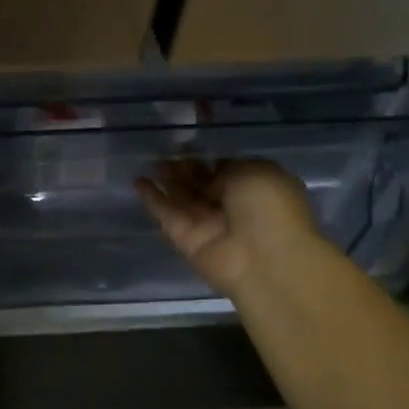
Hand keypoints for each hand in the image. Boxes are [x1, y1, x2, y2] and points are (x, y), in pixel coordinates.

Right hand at [136, 160, 321, 300]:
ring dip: (166, 181)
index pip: (225, 171)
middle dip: (184, 170)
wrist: (265, 260)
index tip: (187, 148)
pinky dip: (152, 199)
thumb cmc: (269, 209)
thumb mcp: (256, 170)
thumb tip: (210, 171)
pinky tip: (138, 182)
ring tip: (149, 164)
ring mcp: (207, 224)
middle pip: (200, 184)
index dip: (206, 160)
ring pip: (182, 198)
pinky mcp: (185, 239)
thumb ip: (227, 167)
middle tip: (165, 156)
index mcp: (254, 188)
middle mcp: (231, 207)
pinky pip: (167, 215)